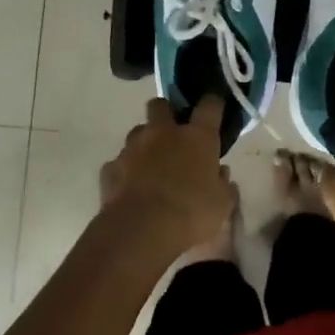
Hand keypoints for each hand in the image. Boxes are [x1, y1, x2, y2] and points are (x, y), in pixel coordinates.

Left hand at [98, 96, 236, 254]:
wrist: (141, 231)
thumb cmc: (191, 214)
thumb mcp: (222, 205)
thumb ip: (224, 185)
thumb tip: (222, 174)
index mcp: (197, 138)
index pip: (209, 106)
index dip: (213, 104)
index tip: (214, 106)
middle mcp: (163, 134)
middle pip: (160, 105)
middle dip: (166, 112)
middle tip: (173, 132)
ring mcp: (133, 148)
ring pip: (138, 132)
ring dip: (145, 143)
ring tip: (152, 165)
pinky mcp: (110, 168)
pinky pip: (120, 162)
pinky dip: (127, 171)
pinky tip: (132, 187)